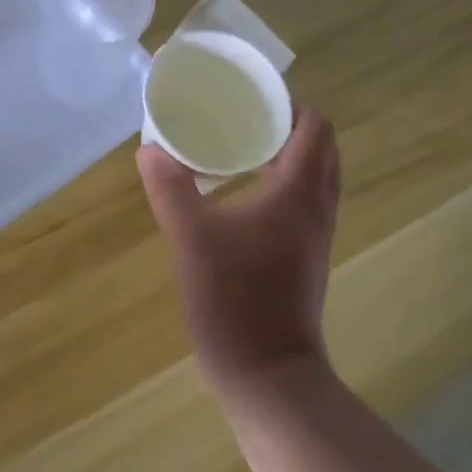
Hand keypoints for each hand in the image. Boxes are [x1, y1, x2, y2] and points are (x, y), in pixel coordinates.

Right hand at [138, 107, 341, 390]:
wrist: (269, 374)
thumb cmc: (235, 300)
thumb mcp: (192, 240)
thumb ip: (171, 190)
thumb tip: (150, 151)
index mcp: (300, 193)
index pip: (315, 127)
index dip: (289, 104)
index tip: (251, 97)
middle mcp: (318, 209)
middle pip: (320, 149)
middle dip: (288, 126)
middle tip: (242, 119)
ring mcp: (316, 237)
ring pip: (315, 179)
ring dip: (288, 157)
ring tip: (240, 150)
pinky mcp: (306, 259)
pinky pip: (305, 204)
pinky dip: (284, 186)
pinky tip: (243, 197)